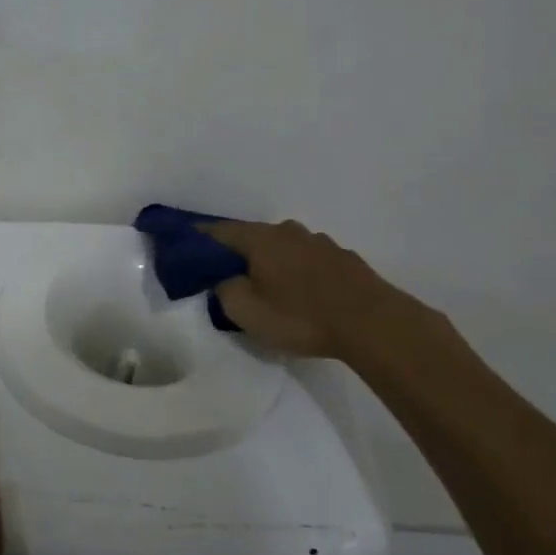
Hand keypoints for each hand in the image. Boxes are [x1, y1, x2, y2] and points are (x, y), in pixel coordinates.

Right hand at [205, 219, 451, 362]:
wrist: (372, 323)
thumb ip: (224, 290)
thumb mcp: (246, 311)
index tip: (184, 247)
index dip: (198, 239)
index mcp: (259, 239)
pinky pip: (307, 260)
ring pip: (282, 247)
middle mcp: (287, 231)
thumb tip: (223, 279)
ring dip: (270, 262)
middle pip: (251, 237)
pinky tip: (301, 293)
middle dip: (236, 253)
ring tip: (267, 286)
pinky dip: (297, 271)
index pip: (218, 231)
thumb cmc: (301, 316)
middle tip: (225, 275)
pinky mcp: (343, 259)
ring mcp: (319, 242)